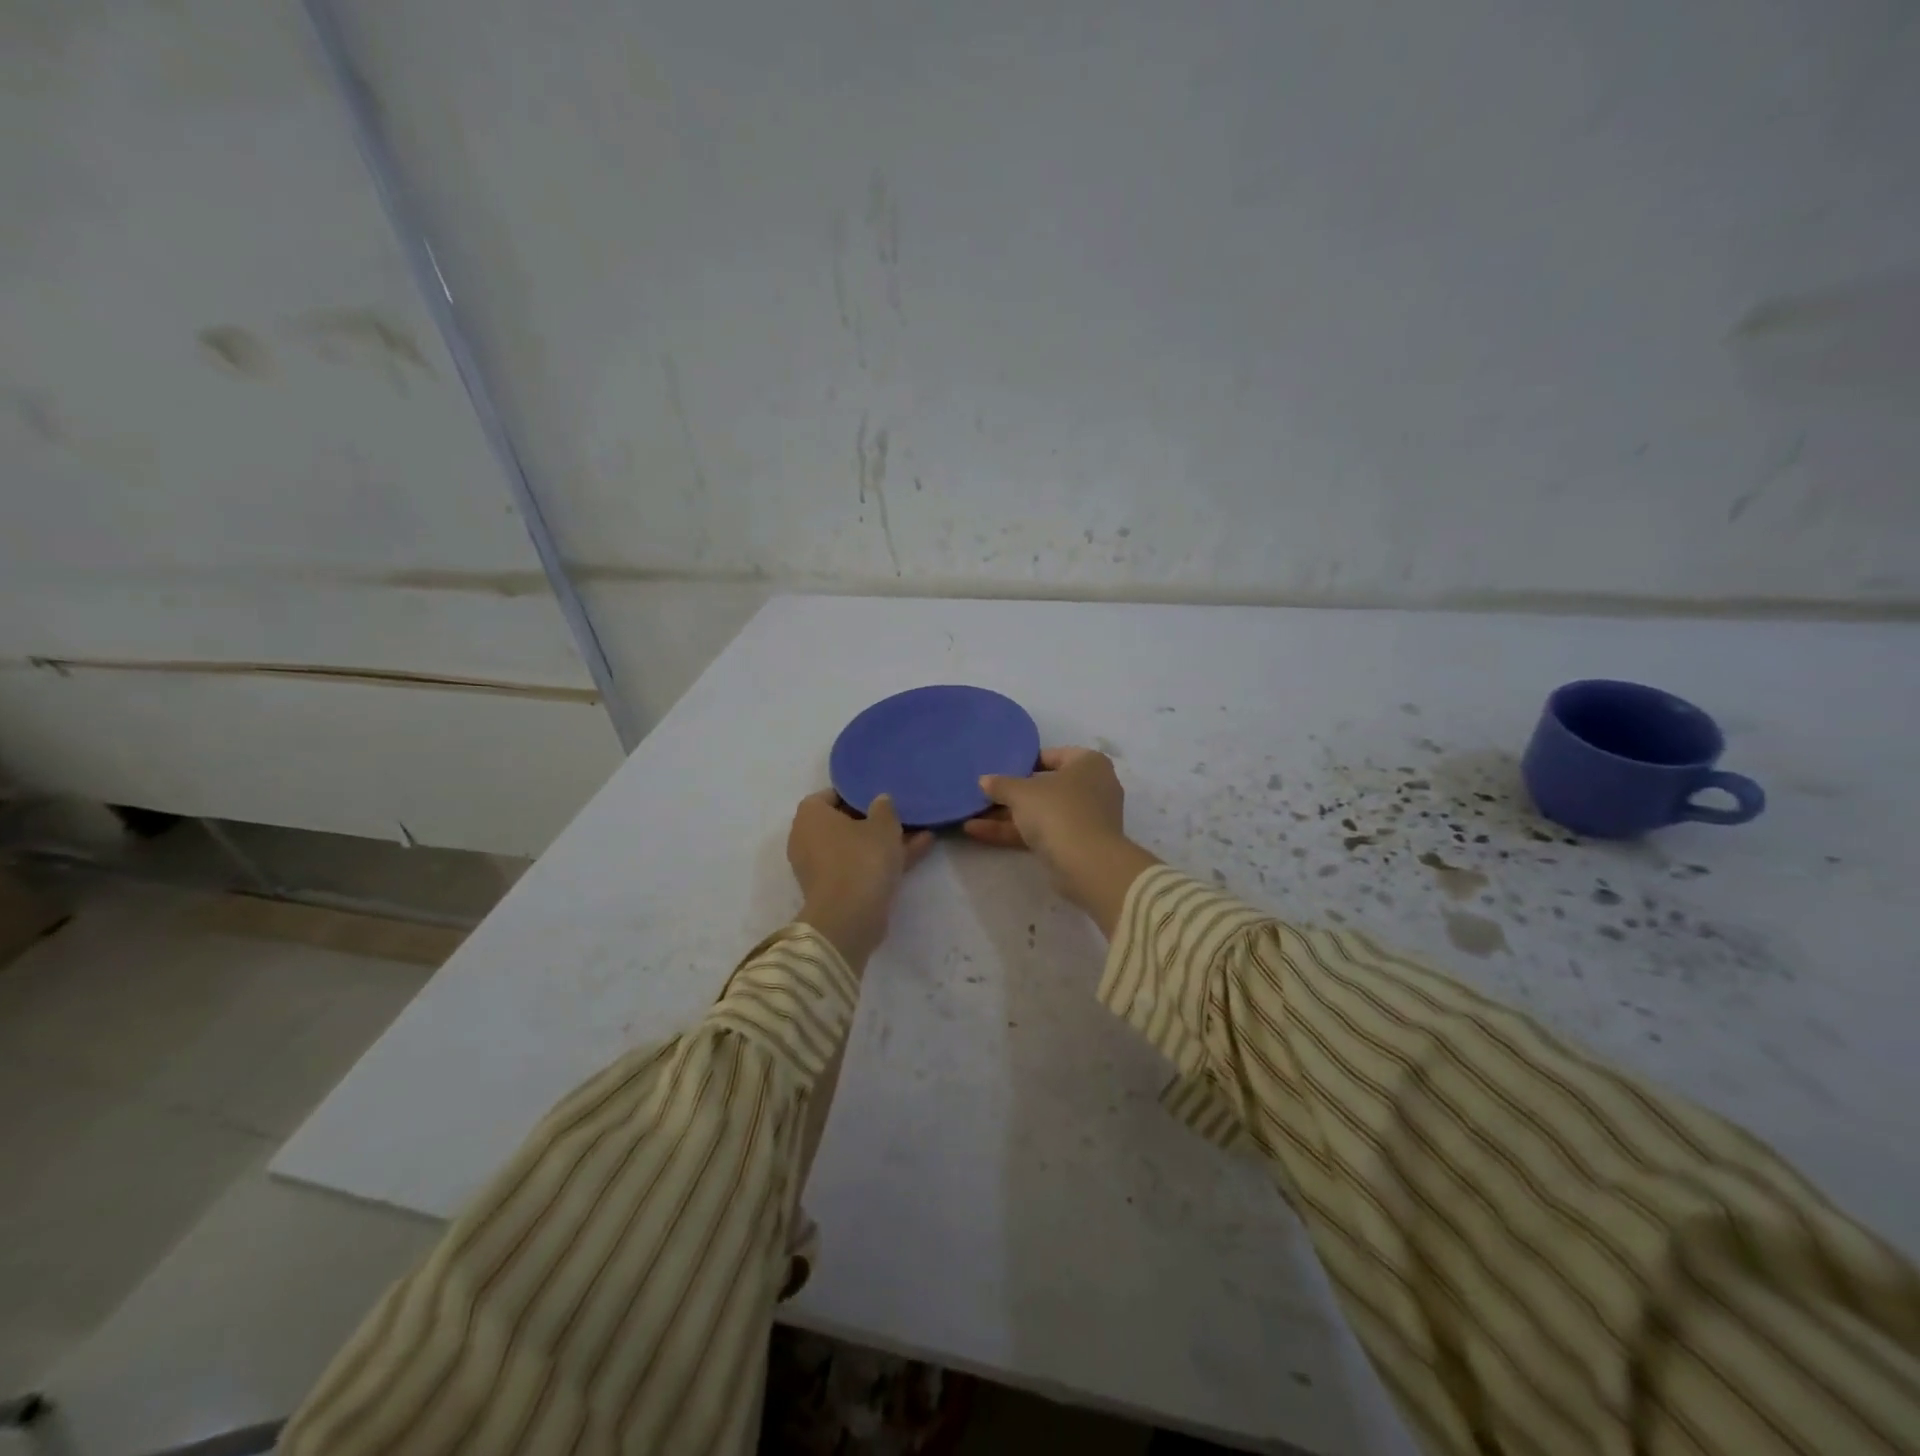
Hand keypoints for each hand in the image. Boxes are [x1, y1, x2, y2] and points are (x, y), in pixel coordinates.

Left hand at [787, 791, 933, 967]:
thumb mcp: (883, 825)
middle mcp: (808, 838)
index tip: (881, 793)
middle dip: (875, 819)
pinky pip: (861, 866)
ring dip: (886, 841)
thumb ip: (884, 807)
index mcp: (811, 815)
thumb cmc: (862, 858)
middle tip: (902, 812)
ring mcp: (821, 867)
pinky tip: (921, 849)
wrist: (850, 918)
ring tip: (921, 830)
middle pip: (845, 822)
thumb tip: (880, 800)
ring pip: (857, 846)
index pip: (831, 794)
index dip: (857, 792)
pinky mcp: (835, 890)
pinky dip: (885, 860)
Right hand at [963, 747, 1158, 936]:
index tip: (999, 770)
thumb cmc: (1058, 811)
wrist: (1087, 864)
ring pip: (1041, 812)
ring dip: (1006, 816)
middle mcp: (1092, 787)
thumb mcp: (1021, 792)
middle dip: (1010, 794)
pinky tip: (978, 832)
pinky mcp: (1076, 844)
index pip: (1052, 755)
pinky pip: (1041, 832)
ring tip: (970, 816)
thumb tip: (984, 781)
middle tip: (982, 795)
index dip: (1023, 762)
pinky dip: (1014, 832)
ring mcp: (1085, 818)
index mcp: (1088, 763)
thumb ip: (1001, 784)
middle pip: (1044, 787)